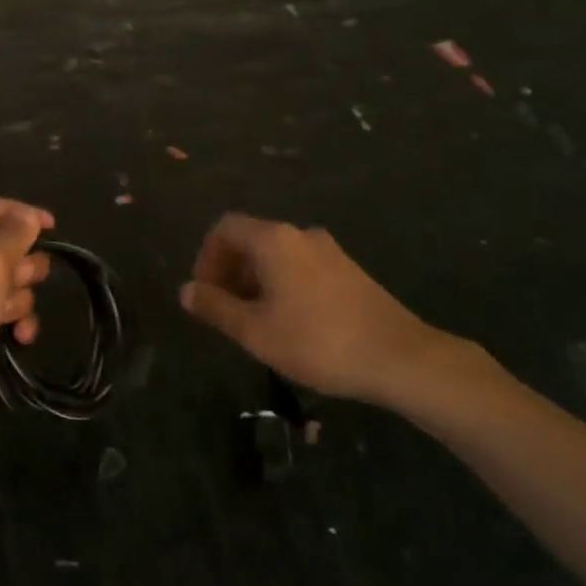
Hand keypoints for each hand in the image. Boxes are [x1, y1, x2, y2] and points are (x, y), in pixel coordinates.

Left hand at [0, 193, 54, 433]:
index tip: (49, 227)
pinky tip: (21, 337)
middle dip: (24, 260)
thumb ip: (14, 235)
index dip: (16, 210)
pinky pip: (6, 317)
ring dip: (21, 295)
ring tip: (10, 312)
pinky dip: (18, 323)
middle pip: (3, 246)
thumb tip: (27, 217)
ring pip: (10, 283)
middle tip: (24, 276)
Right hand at [179, 213, 499, 413]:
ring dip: (255, 281)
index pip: (225, 228)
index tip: (205, 294)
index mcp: (274, 239)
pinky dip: (282, 284)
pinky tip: (290, 323)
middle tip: (225, 312)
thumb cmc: (318, 342)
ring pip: (276, 255)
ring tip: (255, 323)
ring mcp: (328, 250)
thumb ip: (215, 307)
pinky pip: (300, 266)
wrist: (400, 357)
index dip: (206, 257)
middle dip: (229, 271)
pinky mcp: (348, 270)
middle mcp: (300, 234)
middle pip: (250, 239)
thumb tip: (185, 291)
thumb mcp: (255, 331)